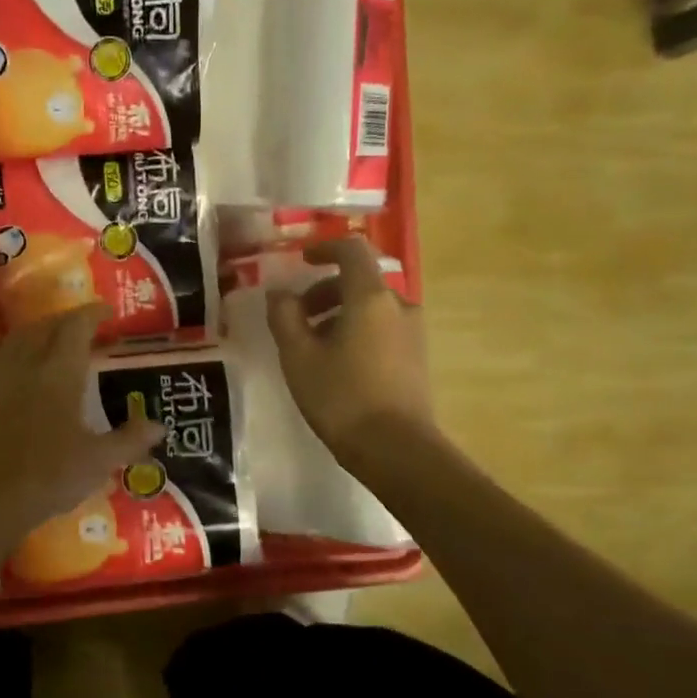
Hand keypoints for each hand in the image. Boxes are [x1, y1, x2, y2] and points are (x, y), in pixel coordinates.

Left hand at [0, 306, 164, 551]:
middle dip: (65, 321)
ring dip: (34, 332)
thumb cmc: (48, 477)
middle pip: (44, 327)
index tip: (107, 312)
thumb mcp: (98, 461)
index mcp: (59, 372)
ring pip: (13, 339)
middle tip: (82, 327)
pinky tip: (2, 358)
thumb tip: (159, 426)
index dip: (93, 314)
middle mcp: (25, 364)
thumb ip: (130, 439)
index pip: (77, 327)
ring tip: (46, 338)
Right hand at [267, 236, 436, 465]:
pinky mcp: (416, 358)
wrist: (396, 449)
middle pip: (359, 281)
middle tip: (296, 318)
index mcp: (370, 297)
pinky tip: (337, 365)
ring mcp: (412, 332)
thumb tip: (280, 294)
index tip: (301, 261)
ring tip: (312, 347)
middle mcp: (398, 305)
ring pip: (370, 308)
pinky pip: (382, 329)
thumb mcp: (299, 356)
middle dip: (323, 291)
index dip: (324, 248)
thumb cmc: (341, 397)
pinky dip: (357, 332)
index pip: (351, 250)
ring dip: (339, 315)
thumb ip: (285, 317)